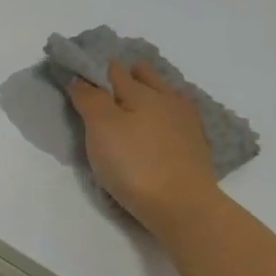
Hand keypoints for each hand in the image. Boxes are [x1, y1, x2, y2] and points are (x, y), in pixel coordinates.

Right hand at [69, 59, 221, 234]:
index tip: (79, 76)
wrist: (181, 205)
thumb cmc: (133, 163)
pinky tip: (157, 128)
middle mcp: (166, 99)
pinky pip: (176, 117)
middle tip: (105, 89)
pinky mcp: (195, 145)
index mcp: (141, 91)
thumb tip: (80, 79)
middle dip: (127, 76)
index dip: (95, 70)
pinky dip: (163, 115)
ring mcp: (185, 122)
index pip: (113, 70)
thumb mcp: (100, 128)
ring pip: (164, 95)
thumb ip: (89, 99)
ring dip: (148, 94)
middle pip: (144, 76)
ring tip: (131, 106)